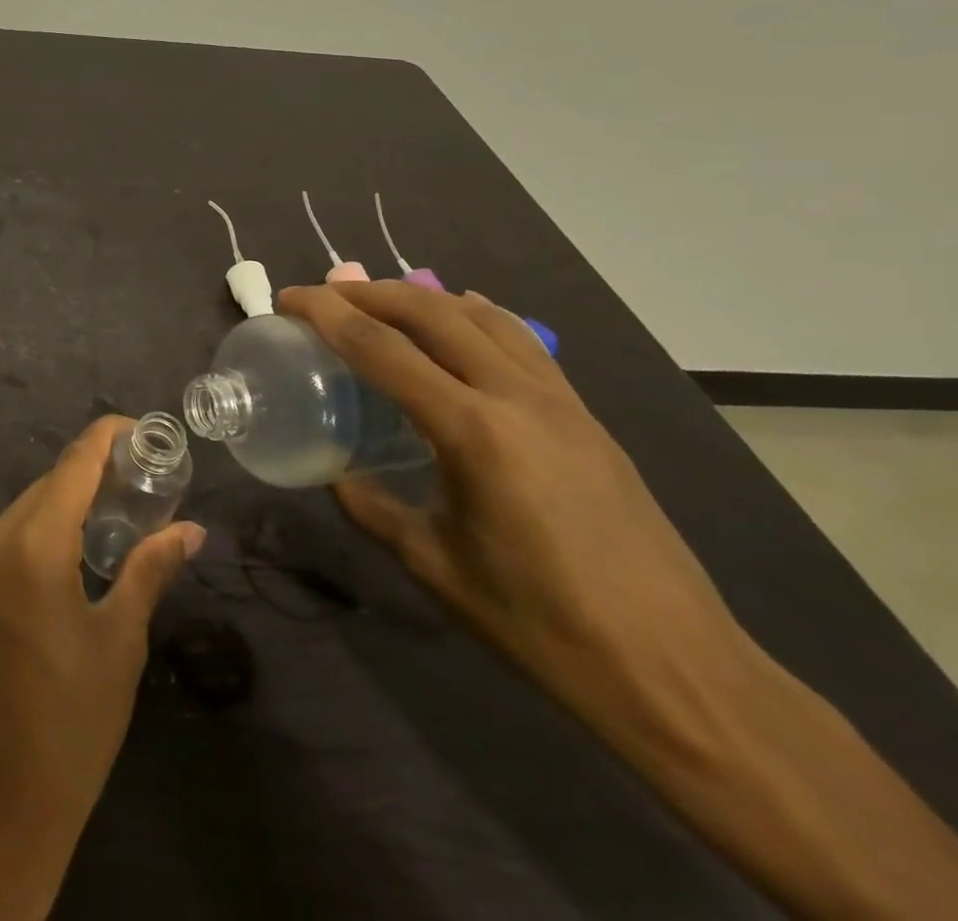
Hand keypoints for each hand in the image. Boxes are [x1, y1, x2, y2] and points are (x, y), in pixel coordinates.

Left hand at [0, 416, 204, 920]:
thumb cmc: (69, 726)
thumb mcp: (119, 644)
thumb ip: (149, 571)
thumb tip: (191, 530)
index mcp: (31, 545)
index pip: (73, 464)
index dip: (106, 436)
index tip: (143, 429)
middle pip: (51, 483)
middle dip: (95, 472)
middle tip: (147, 479)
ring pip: (31, 507)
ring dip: (72, 501)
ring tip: (125, 510)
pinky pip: (13, 534)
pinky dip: (49, 527)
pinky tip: (83, 546)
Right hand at [275, 281, 750, 743]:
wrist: (676, 670)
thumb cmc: (540, 623)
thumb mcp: (432, 564)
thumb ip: (370, 507)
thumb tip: (333, 472)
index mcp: (473, 432)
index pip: (381, 348)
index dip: (326, 314)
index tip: (288, 300)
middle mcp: (517, 397)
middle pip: (431, 312)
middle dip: (368, 293)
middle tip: (323, 295)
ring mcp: (560, 401)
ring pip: (481, 315)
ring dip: (421, 297)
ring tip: (380, 302)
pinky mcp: (585, 416)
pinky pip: (520, 340)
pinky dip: (474, 315)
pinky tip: (458, 324)